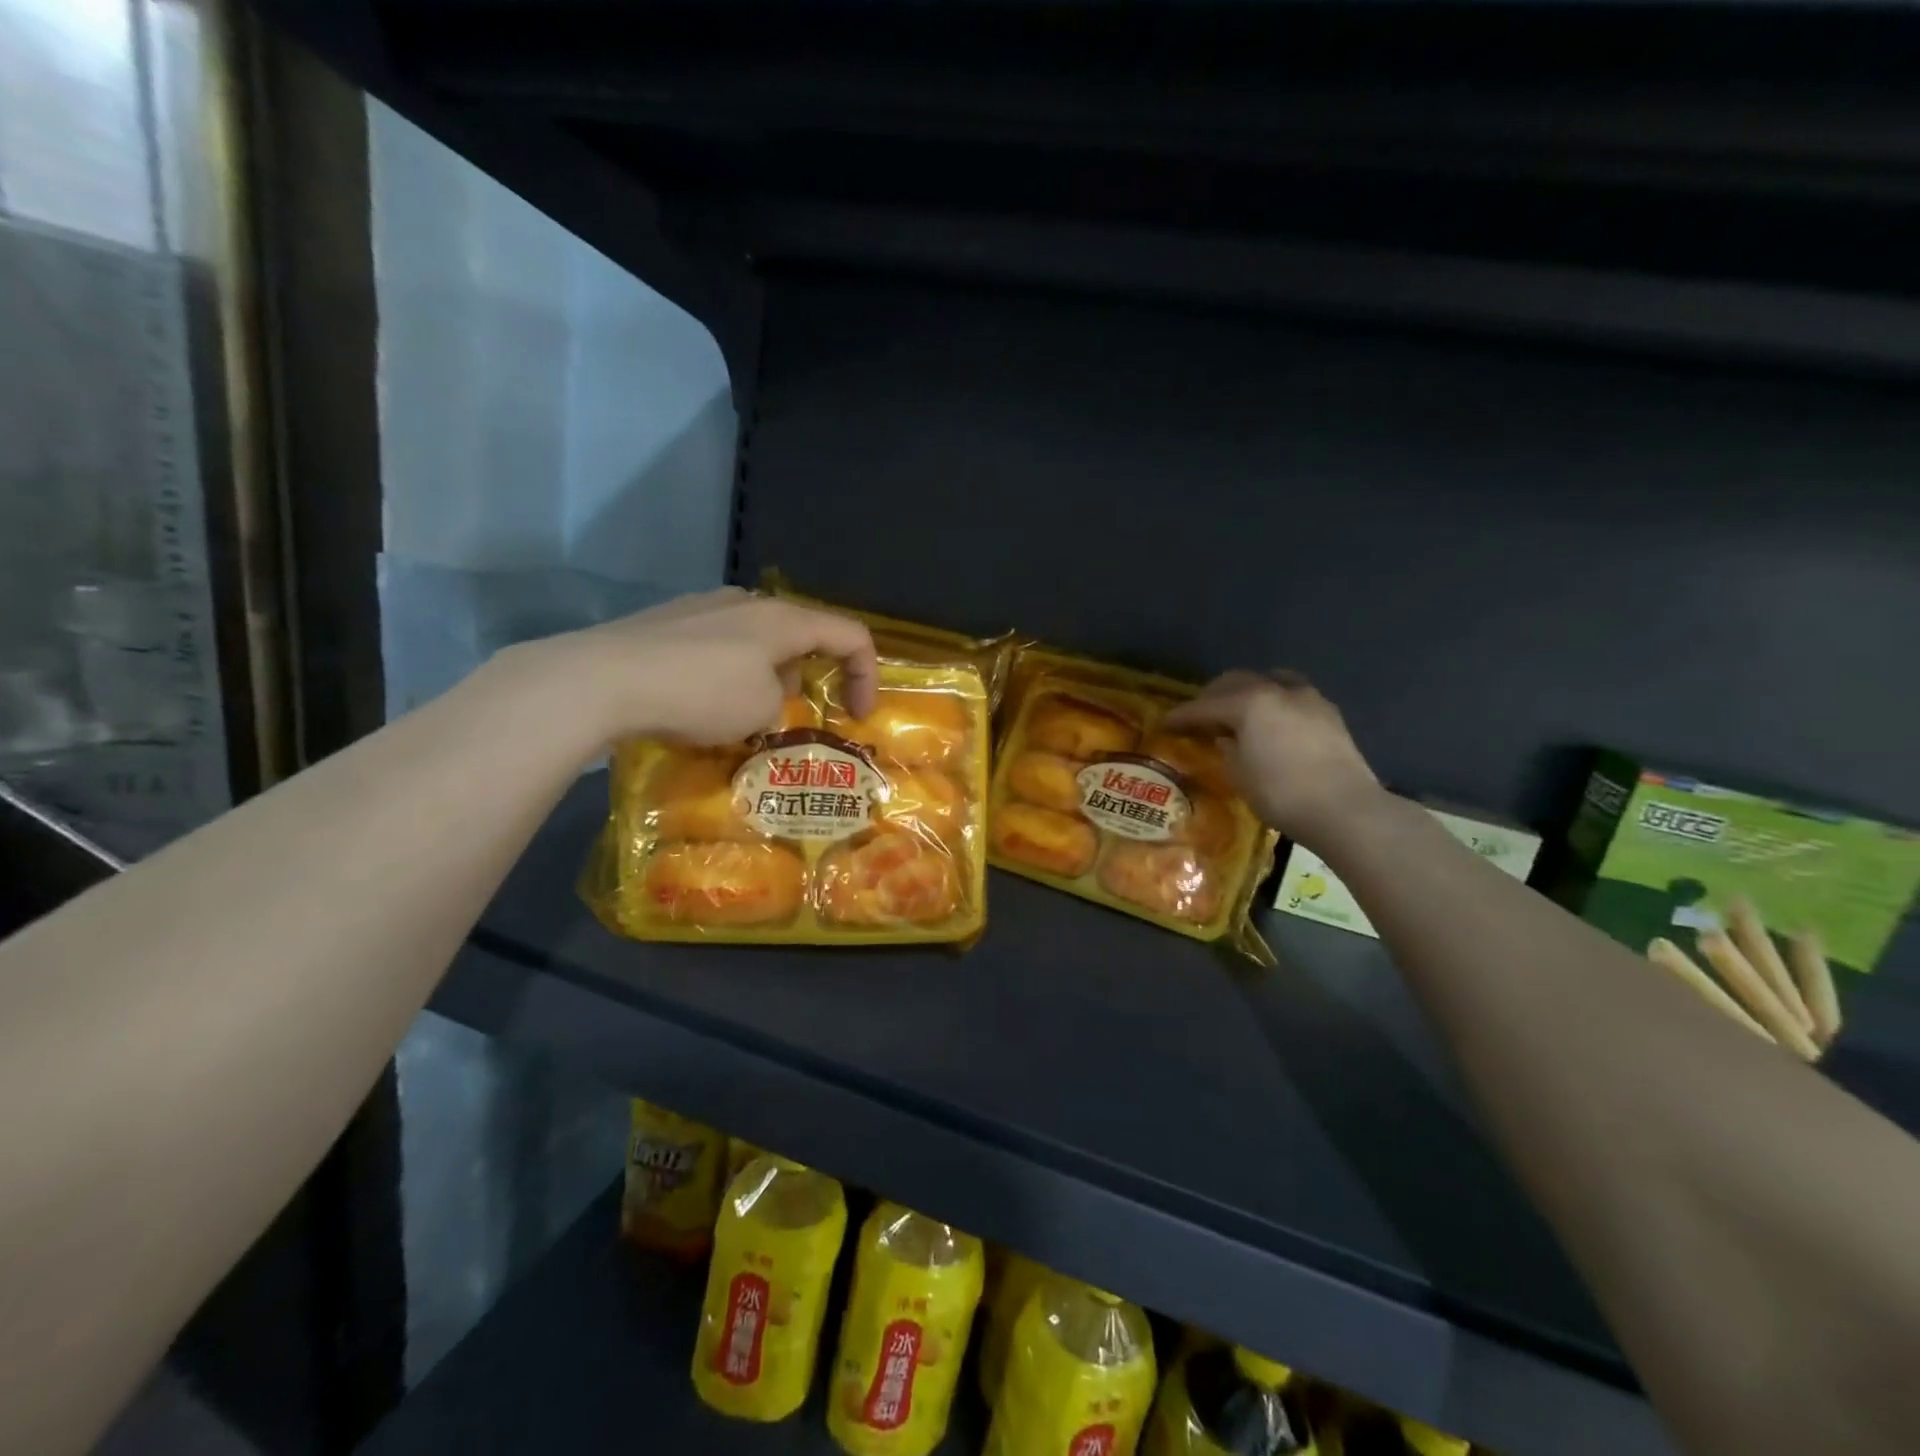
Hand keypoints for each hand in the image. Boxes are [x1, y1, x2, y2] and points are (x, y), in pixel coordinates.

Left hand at [525, 588, 878, 749]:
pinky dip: (727, 674)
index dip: (867, 675)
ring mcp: (701, 608)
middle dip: (808, 678)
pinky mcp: (666, 623)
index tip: (858, 717)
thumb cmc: (700, 694)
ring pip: (756, 641)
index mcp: (782, 618)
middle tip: (791, 716)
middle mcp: (746, 602)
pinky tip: (699, 704)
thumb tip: (762, 699)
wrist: (602, 679)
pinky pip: (716, 647)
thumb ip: (779, 702)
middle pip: (801, 635)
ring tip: (742, 718)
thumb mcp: (761, 711)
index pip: (850, 635)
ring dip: (766, 678)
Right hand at [1161, 669, 1381, 845]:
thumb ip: (1228, 750)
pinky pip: (1292, 696)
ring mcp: (1308, 698)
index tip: (1165, 723)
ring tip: (1237, 712)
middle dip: (1213, 696)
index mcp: (1249, 703)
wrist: (1345, 809)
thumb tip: (1227, 738)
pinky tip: (1272, 722)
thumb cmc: (1282, 794)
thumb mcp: (1240, 775)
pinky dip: (1274, 703)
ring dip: (1247, 693)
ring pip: (1268, 681)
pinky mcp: (1329, 714)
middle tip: (1199, 715)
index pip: (1205, 706)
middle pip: (1236, 682)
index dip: (1182, 715)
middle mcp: (1277, 690)